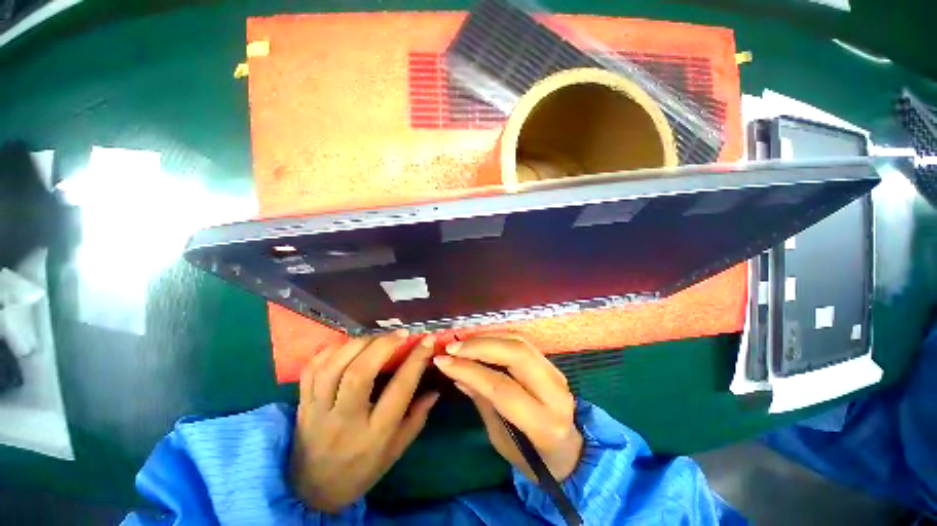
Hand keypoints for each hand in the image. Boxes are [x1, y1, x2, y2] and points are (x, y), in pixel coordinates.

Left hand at [290, 332, 438, 512]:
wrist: (312, 490)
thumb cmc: (361, 470)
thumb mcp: (396, 451)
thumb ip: (417, 417)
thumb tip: (435, 389)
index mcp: (374, 434)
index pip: (399, 390)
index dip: (416, 360)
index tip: (427, 341)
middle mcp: (345, 421)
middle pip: (360, 374)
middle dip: (383, 345)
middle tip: (401, 334)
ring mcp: (318, 410)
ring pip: (334, 367)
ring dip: (359, 343)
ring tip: (378, 337)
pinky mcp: (302, 403)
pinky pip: (312, 369)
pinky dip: (331, 350)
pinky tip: (349, 345)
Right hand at [433, 333, 582, 481]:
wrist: (567, 452)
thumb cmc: (530, 456)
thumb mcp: (500, 438)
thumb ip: (482, 401)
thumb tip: (457, 373)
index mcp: (544, 423)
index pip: (502, 387)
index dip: (470, 371)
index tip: (443, 361)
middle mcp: (555, 392)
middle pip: (516, 355)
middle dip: (480, 346)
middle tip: (453, 348)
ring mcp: (556, 373)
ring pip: (520, 342)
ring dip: (487, 338)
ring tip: (462, 343)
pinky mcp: (550, 363)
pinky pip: (522, 341)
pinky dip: (498, 337)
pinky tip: (480, 340)